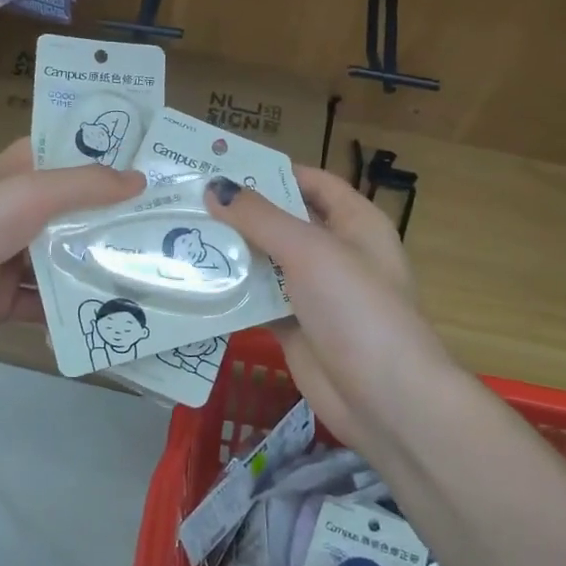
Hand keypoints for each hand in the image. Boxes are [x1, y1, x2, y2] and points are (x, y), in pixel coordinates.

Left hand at [0, 139, 142, 357]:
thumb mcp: (31, 193)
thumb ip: (86, 185)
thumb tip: (140, 179)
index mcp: (22, 173)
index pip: (73, 157)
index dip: (112, 161)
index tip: (160, 170)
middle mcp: (19, 210)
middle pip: (77, 213)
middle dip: (118, 223)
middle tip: (173, 232)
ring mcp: (11, 256)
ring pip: (66, 261)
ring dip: (101, 270)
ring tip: (157, 278)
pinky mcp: (4, 299)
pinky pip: (47, 306)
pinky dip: (74, 314)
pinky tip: (114, 320)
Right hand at [207, 168, 456, 457]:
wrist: (385, 399)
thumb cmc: (357, 309)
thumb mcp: (310, 251)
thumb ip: (260, 218)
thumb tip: (214, 188)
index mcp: (355, 223)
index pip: (312, 182)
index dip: (272, 171)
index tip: (222, 166)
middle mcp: (336, 252)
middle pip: (283, 221)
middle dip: (240, 212)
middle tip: (187, 199)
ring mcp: (315, 292)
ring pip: (266, 262)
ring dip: (231, 251)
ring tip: (180, 233)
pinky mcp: (295, 326)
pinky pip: (258, 300)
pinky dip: (232, 291)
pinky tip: (194, 280)